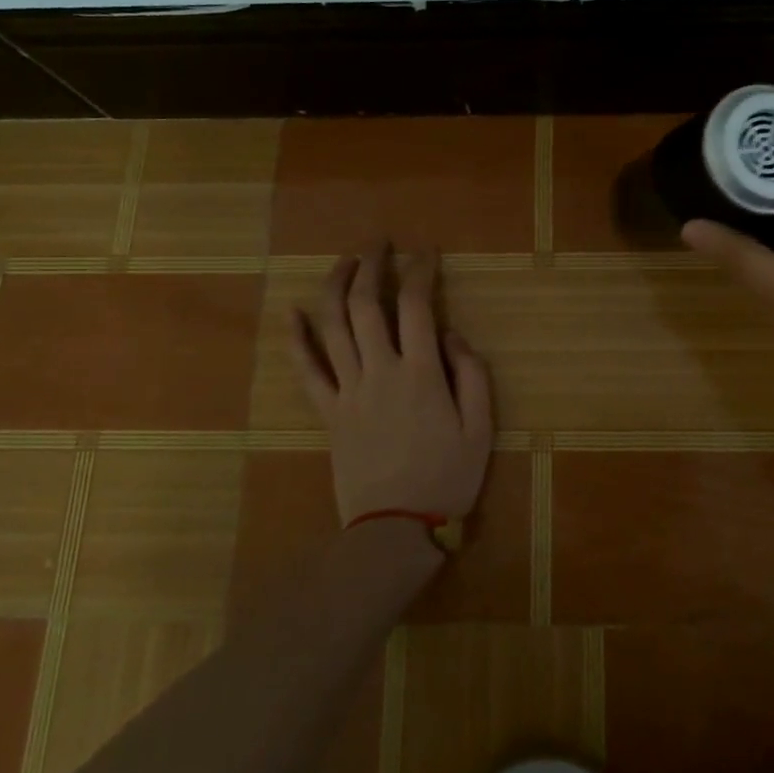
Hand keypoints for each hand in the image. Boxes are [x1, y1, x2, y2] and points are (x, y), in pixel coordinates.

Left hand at [289, 243, 494, 525]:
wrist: (395, 529)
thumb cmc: (447, 478)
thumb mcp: (481, 428)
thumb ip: (471, 374)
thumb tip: (451, 334)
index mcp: (421, 372)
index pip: (417, 305)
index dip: (421, 270)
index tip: (426, 251)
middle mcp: (379, 370)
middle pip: (367, 304)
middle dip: (372, 265)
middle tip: (379, 243)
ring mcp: (347, 390)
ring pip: (333, 326)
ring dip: (336, 287)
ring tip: (345, 262)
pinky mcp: (328, 412)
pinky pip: (306, 370)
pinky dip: (297, 338)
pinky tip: (292, 312)